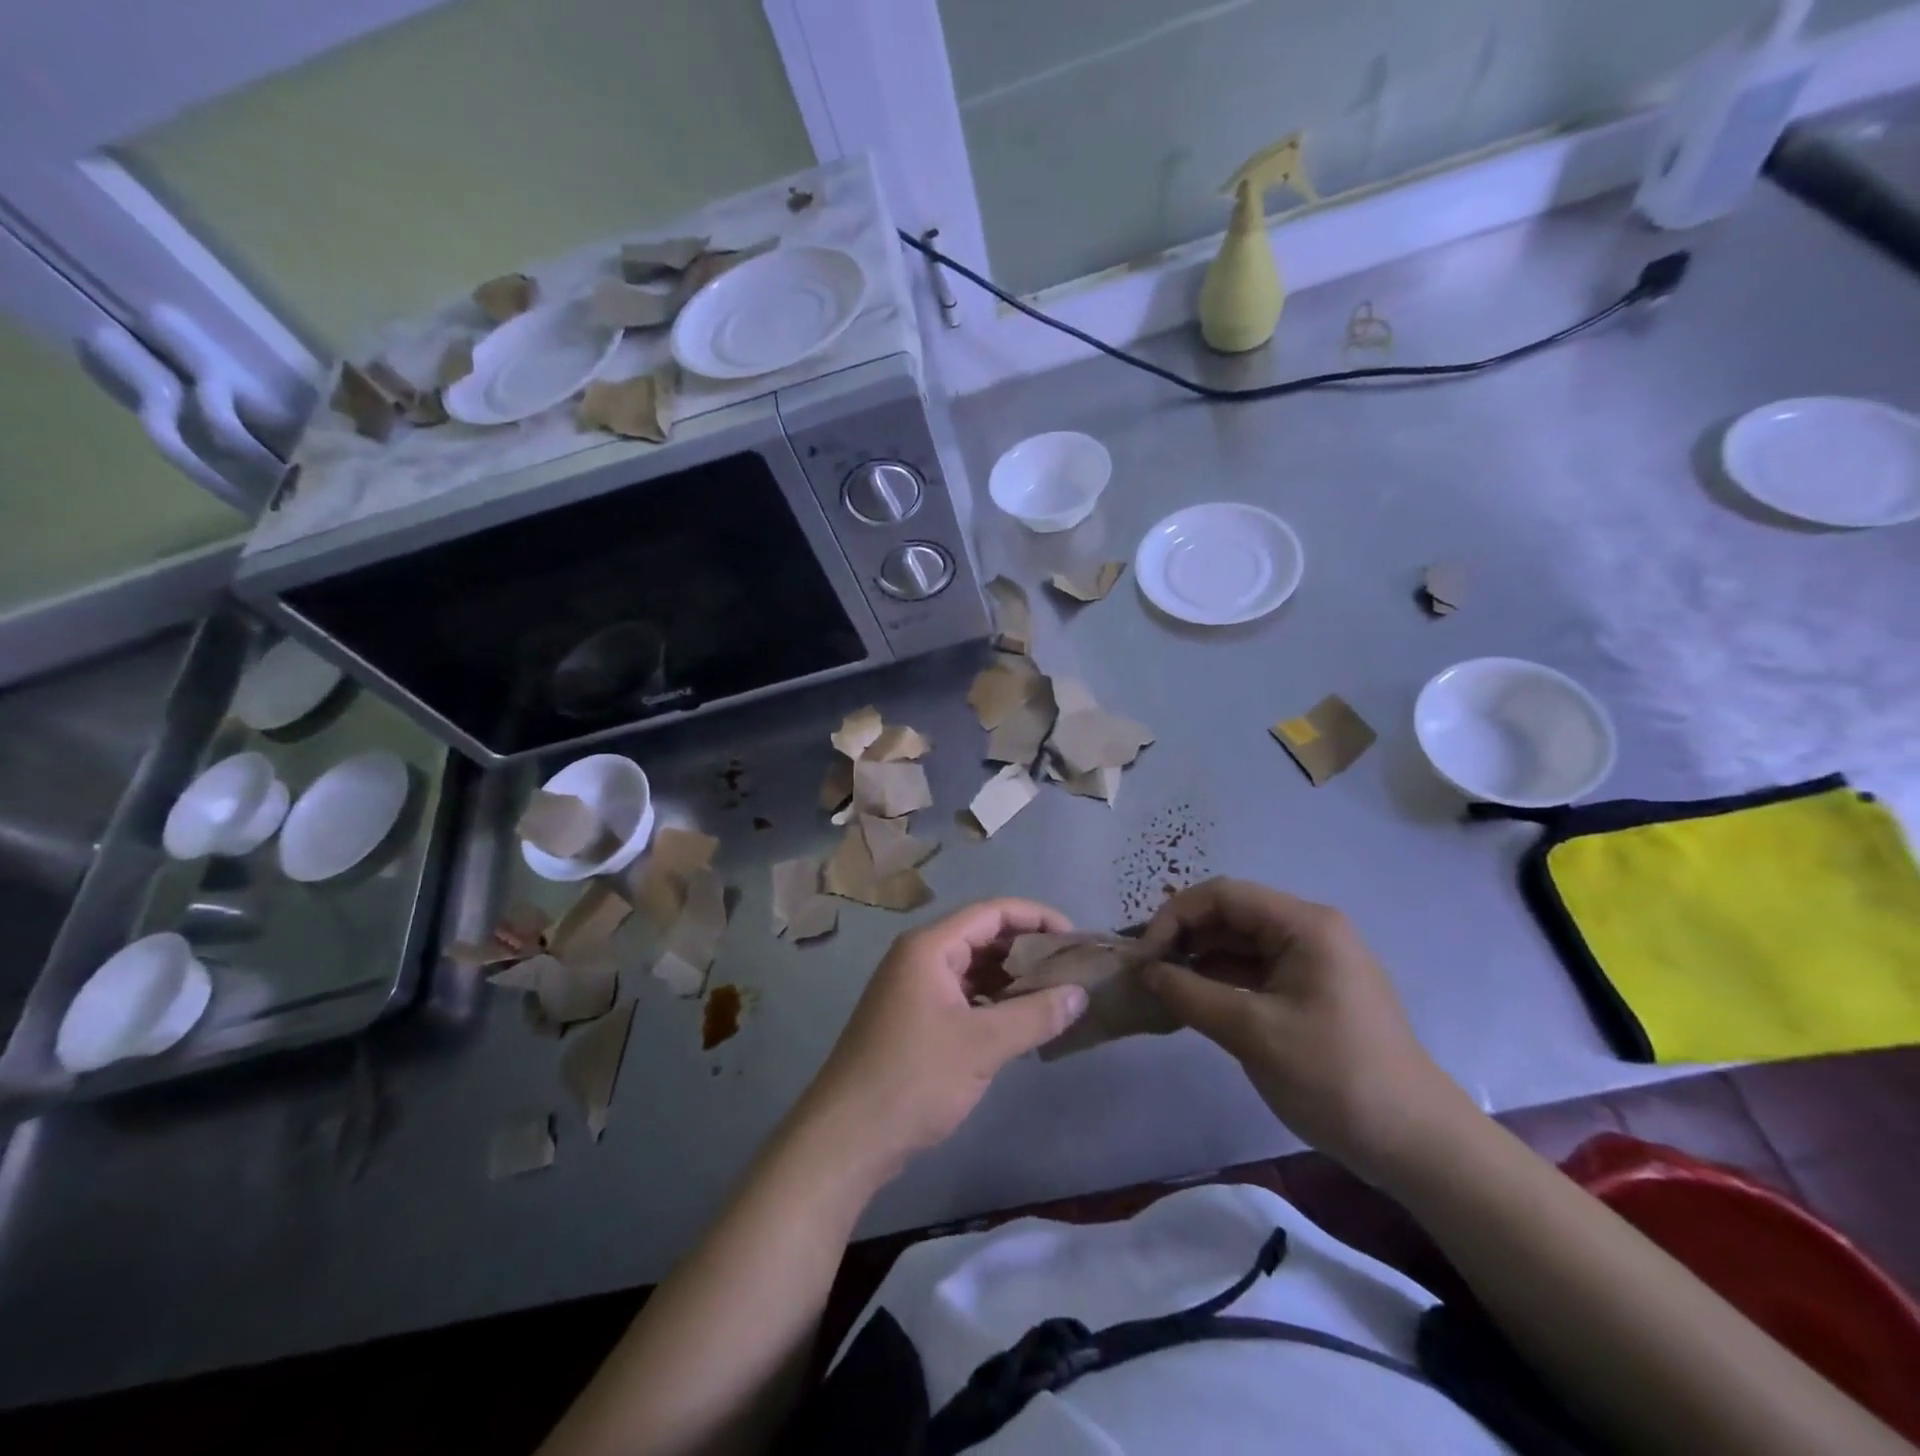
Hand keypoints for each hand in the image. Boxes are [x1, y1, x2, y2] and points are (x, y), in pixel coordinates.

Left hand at [793, 899, 1089, 1183]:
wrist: (847, 1136)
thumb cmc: (914, 1078)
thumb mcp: (982, 1045)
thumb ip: (1035, 1015)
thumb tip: (1080, 993)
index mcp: (930, 947)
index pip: (992, 912)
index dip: (1036, 917)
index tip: (1075, 938)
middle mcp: (920, 958)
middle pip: (982, 936)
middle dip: (1027, 949)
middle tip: (1071, 970)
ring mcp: (914, 989)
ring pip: (973, 968)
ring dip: (1011, 978)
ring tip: (1055, 995)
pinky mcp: (914, 1019)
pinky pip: (962, 995)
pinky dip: (992, 1002)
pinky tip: (1021, 1022)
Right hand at [1140, 878, 1474, 1175]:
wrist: (1416, 1145)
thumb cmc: (1336, 1077)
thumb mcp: (1254, 1033)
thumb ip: (1192, 995)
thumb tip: (1145, 972)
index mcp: (1305, 925)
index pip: (1223, 895)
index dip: (1176, 916)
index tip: (1145, 954)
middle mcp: (1309, 931)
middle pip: (1231, 915)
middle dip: (1184, 936)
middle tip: (1146, 970)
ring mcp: (1312, 962)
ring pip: (1239, 944)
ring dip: (1198, 960)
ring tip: (1160, 986)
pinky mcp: (1310, 992)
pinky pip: (1254, 971)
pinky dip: (1220, 981)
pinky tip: (1192, 1001)